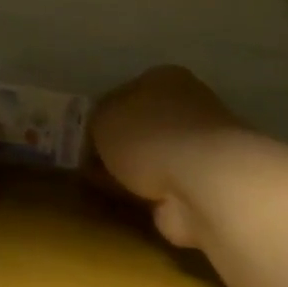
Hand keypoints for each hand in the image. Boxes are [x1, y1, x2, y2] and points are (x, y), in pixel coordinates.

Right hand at [90, 66, 245, 248]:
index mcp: (165, 79)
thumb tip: (98, 137)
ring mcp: (199, 149)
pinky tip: (127, 207)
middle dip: (119, 148)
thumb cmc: (148, 136)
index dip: (103, 116)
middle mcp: (188, 107)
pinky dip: (147, 199)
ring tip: (103, 190)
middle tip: (89, 168)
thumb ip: (96, 122)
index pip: (127, 93)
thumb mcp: (103, 118)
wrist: (201, 182)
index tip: (83, 141)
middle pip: (142, 128)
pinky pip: (163, 190)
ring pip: (154, 160)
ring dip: (134, 175)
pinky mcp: (204, 185)